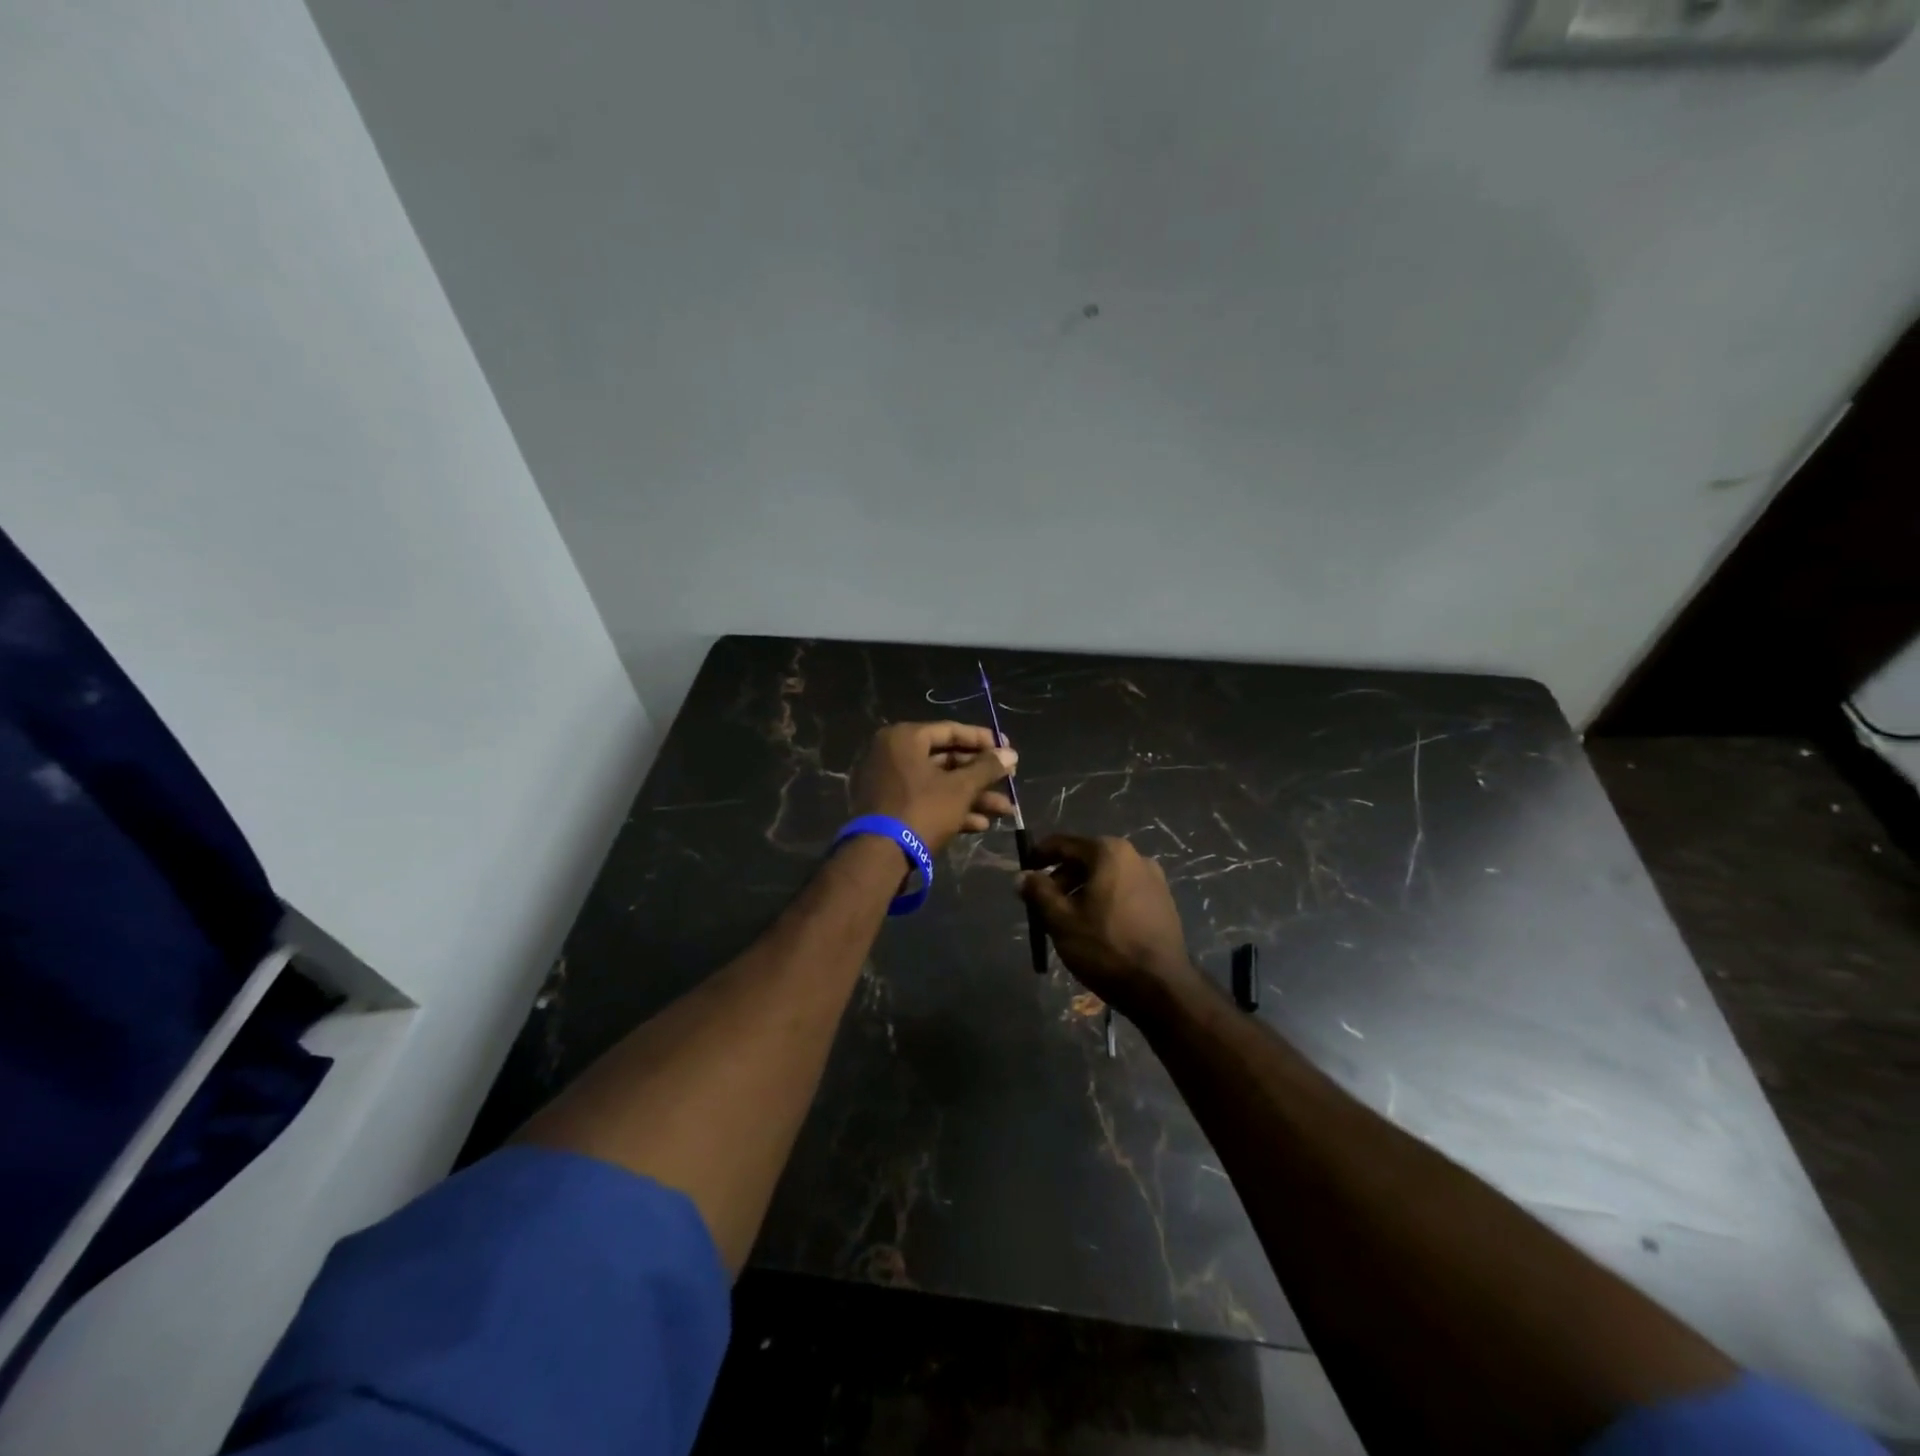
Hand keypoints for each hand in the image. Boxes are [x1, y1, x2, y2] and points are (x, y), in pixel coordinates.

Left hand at [850, 722, 1016, 853]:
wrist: (880, 856)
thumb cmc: (922, 810)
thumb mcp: (960, 788)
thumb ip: (987, 768)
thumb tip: (1011, 753)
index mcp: (904, 738)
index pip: (951, 730)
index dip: (984, 740)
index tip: (1008, 749)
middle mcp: (893, 754)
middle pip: (946, 759)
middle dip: (981, 776)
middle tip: (1009, 780)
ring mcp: (890, 783)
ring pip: (939, 784)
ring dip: (973, 796)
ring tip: (1005, 810)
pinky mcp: (891, 808)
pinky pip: (926, 800)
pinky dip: (952, 809)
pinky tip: (982, 824)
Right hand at [1017, 835, 1198, 1016]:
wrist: (1161, 987)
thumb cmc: (1105, 947)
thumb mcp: (1061, 920)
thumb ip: (1038, 892)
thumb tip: (1021, 877)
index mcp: (1109, 852)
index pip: (1063, 843)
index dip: (1039, 856)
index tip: (1024, 874)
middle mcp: (1135, 856)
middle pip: (1086, 859)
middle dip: (1061, 879)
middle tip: (1043, 904)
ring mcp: (1154, 878)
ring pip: (1105, 877)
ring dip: (1082, 891)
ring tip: (1067, 920)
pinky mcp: (1163, 901)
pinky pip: (1123, 891)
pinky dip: (1104, 900)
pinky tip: (1095, 928)